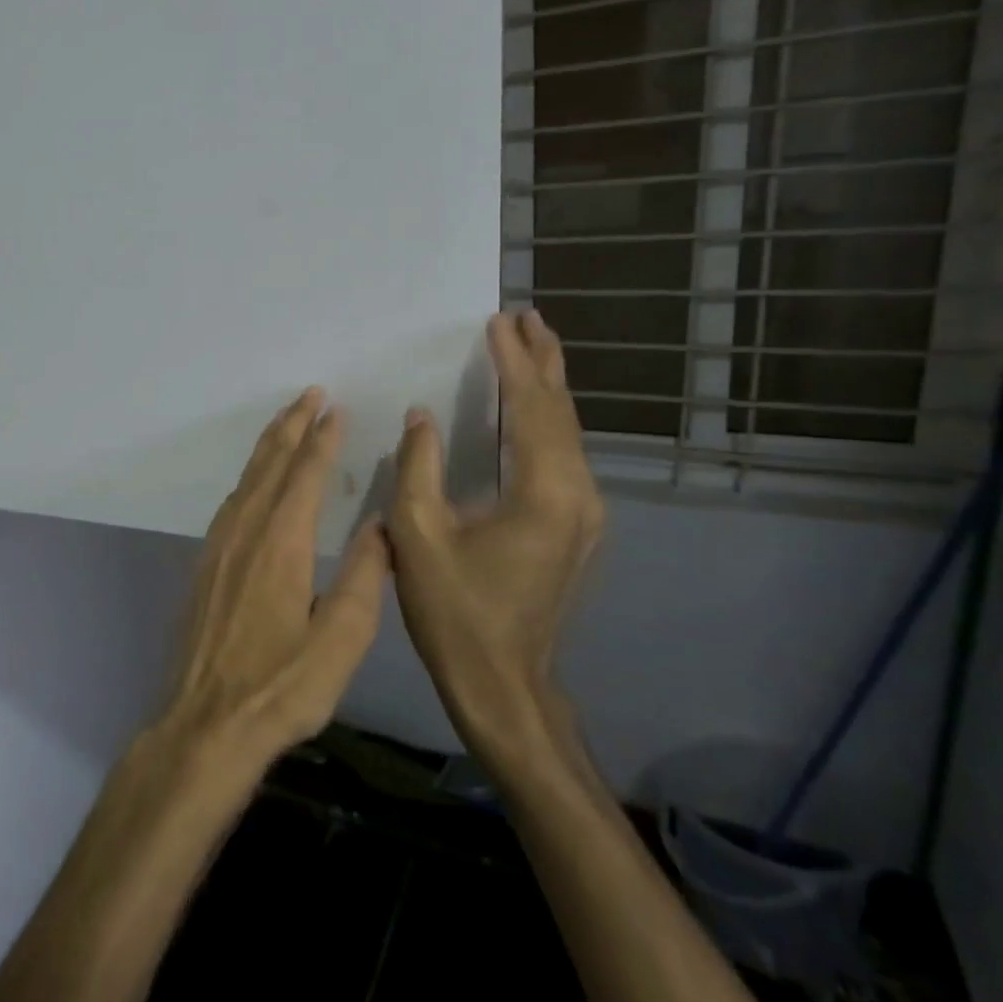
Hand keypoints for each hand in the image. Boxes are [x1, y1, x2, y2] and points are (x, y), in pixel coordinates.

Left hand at [158, 388, 389, 770]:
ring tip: (286, 421)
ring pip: (246, 480)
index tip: (335, 408)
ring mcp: (218, 547)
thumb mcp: (340, 643)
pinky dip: (249, 477)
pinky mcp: (204, 565)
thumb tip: (381, 525)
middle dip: (291, 426)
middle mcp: (245, 533)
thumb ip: (365, 579)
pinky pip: (230, 502)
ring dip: (268, 446)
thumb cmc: (280, 688)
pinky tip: (255, 482)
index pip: (304, 476)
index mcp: (282, 544)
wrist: (205, 723)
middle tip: (309, 394)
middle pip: (270, 465)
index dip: (321, 439)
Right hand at [388, 311, 604, 765]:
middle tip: (525, 317)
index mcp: (544, 493)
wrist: (504, 684)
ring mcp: (584, 514)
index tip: (498, 321)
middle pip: (562, 413)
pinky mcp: (576, 528)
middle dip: (542, 362)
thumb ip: (417, 467)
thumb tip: (422, 416)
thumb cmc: (455, 612)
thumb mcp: (417, 536)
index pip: (532, 408)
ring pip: (568, 434)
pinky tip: (530, 411)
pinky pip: (563, 457)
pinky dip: (545, 422)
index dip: (514, 362)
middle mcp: (578, 495)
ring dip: (546, 388)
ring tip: (529, 349)